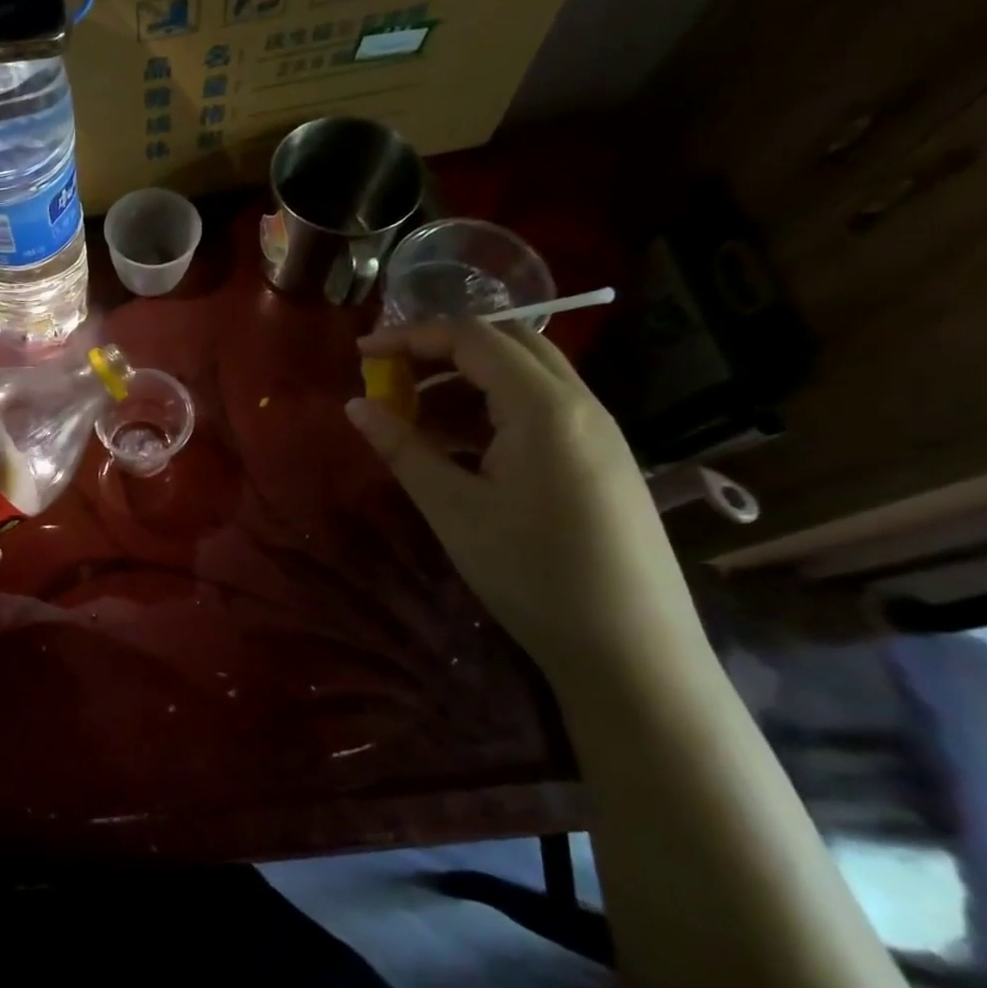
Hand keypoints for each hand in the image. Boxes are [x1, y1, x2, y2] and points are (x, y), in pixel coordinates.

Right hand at [349, 320, 706, 683]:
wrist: (631, 650)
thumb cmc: (532, 573)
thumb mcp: (453, 509)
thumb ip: (403, 448)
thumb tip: (355, 405)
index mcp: (544, 408)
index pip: (472, 338)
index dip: (410, 337)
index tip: (361, 353)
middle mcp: (579, 404)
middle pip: (506, 342)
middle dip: (441, 349)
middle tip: (389, 375)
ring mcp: (598, 431)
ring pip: (526, 374)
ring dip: (467, 378)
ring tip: (416, 414)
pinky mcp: (602, 459)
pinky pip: (541, 408)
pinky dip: (493, 407)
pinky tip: (462, 447)